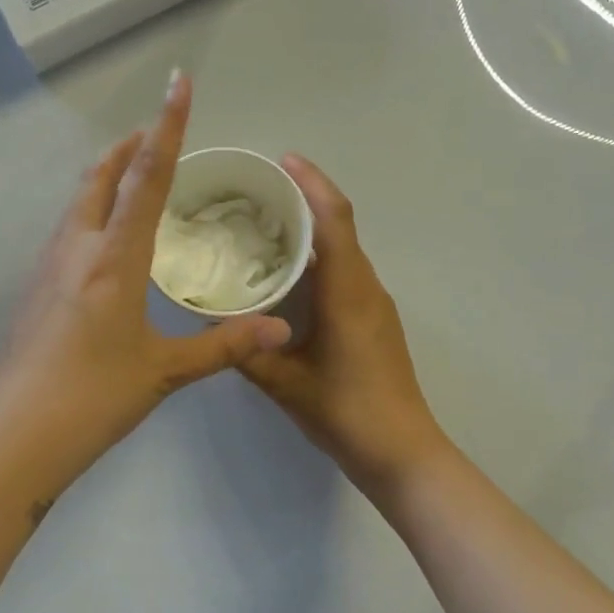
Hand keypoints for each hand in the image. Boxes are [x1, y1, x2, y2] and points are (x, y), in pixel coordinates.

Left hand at [0, 70, 292, 496]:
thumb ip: (224, 343)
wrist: (14, 437)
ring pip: (78, 203)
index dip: (167, 127)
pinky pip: (67, 231)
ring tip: (134, 176)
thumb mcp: (164, 370)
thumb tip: (280, 328)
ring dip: (106, 178)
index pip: (146, 177)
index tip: (177, 83)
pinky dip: (91, 213)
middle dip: (129, 146)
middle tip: (156, 132)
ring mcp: (46, 268)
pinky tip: (104, 240)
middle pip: (100, 177)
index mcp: (113, 259)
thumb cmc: (93, 398)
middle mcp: (75, 249)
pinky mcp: (33, 290)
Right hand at [239, 156, 449, 495]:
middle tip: (258, 193)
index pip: (333, 219)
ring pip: (343, 251)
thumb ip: (246, 350)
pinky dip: (319, 261)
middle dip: (305, 200)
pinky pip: (346, 274)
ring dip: (312, 232)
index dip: (312, 183)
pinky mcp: (375, 322)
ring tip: (265, 228)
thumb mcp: (285, 383)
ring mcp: (375, 304)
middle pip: (340, 226)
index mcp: (347, 291)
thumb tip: (211, 322)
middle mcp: (366, 287)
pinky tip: (288, 278)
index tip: (283, 160)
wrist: (402, 452)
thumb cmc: (345, 412)